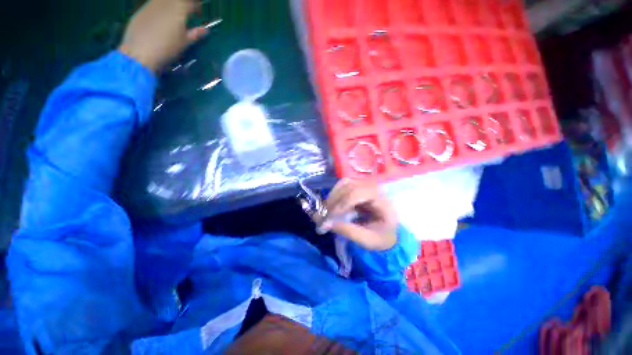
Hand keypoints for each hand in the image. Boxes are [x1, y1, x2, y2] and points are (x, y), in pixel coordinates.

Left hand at [118, 0, 208, 71]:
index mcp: (178, 10)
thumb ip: (195, 34)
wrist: (140, 52)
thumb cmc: (167, 49)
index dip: (196, 7)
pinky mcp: (140, 11)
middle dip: (183, 4)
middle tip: (186, 12)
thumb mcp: (184, 43)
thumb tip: (205, 30)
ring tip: (173, 15)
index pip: (190, 3)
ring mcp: (150, 6)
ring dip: (170, 6)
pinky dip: (159, 9)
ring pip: (163, 1)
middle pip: (175, 0)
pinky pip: (152, 5)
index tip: (198, 13)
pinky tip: (160, 19)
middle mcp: (164, 4)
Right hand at [316, 179, 397, 250]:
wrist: (387, 232)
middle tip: (323, 217)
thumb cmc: (381, 237)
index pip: (358, 194)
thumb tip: (327, 223)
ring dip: (332, 197)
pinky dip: (334, 195)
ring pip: (344, 184)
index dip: (342, 204)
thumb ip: (349, 231)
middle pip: (349, 186)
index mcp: (382, 200)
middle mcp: (374, 188)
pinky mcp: (358, 187)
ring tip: (325, 212)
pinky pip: (343, 186)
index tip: (330, 218)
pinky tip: (330, 206)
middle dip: (334, 201)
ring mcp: (365, 185)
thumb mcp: (368, 240)